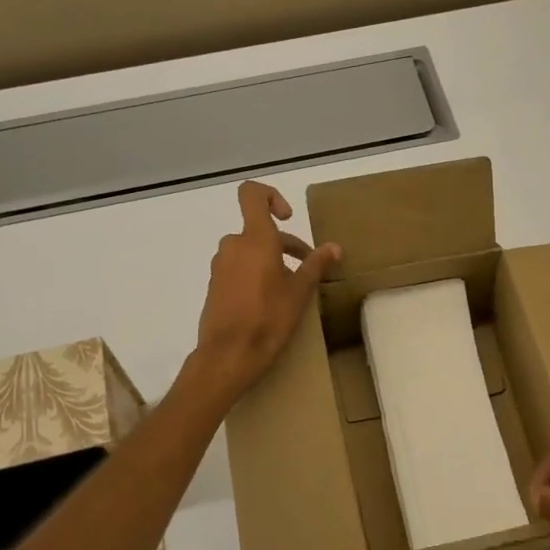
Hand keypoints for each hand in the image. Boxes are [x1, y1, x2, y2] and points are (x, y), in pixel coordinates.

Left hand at [188, 181, 340, 405]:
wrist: (228, 355)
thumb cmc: (268, 318)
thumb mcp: (299, 292)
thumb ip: (316, 264)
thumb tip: (335, 247)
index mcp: (254, 239)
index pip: (252, 194)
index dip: (271, 197)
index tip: (288, 218)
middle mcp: (233, 246)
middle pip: (259, 230)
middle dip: (285, 244)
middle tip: (307, 267)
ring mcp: (220, 266)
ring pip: (249, 251)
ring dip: (270, 261)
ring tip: (290, 288)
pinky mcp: (214, 286)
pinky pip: (238, 268)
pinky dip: (254, 275)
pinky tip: (268, 302)